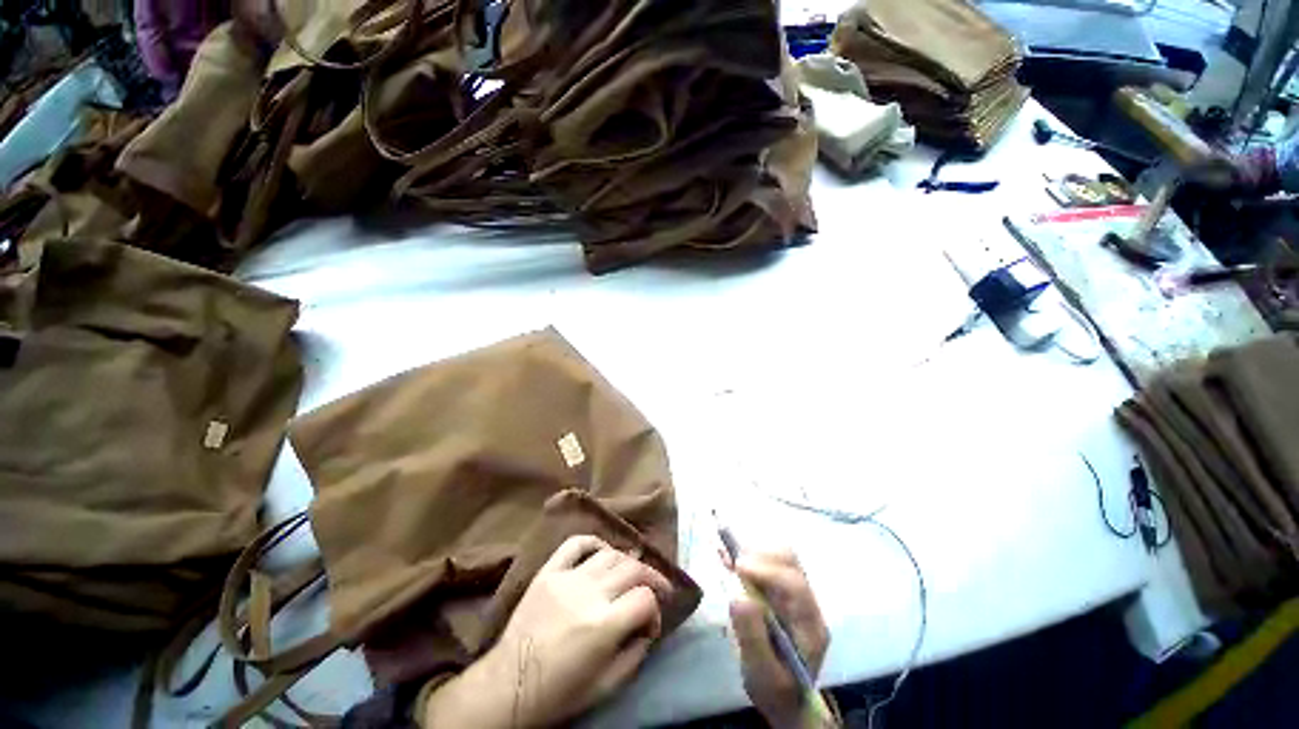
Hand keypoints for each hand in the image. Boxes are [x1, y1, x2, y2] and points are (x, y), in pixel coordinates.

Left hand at [423, 535, 670, 727]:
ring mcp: (567, 577)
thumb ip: (636, 652)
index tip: (651, 623)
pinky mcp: (549, 571)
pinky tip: (603, 553)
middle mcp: (589, 593)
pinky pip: (576, 543)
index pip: (645, 598)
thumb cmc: (559, 693)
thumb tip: (649, 625)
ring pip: (610, 554)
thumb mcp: (606, 686)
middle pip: (633, 568)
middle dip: (651, 578)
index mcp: (603, 625)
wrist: (508, 685)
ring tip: (629, 575)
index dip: (656, 609)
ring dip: (627, 562)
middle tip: (654, 590)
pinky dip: (594, 542)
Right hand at [729, 550, 831, 728]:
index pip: (794, 585)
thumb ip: (753, 639)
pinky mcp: (781, 591)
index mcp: (809, 625)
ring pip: (779, 557)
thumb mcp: (763, 676)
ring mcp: (795, 594)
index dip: (766, 571)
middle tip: (730, 562)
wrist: (788, 700)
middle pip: (789, 562)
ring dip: (752, 553)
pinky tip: (729, 556)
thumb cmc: (776, 692)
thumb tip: (739, 597)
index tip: (737, 567)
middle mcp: (806, 603)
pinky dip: (748, 556)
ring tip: (726, 558)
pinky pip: (768, 563)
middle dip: (758, 556)